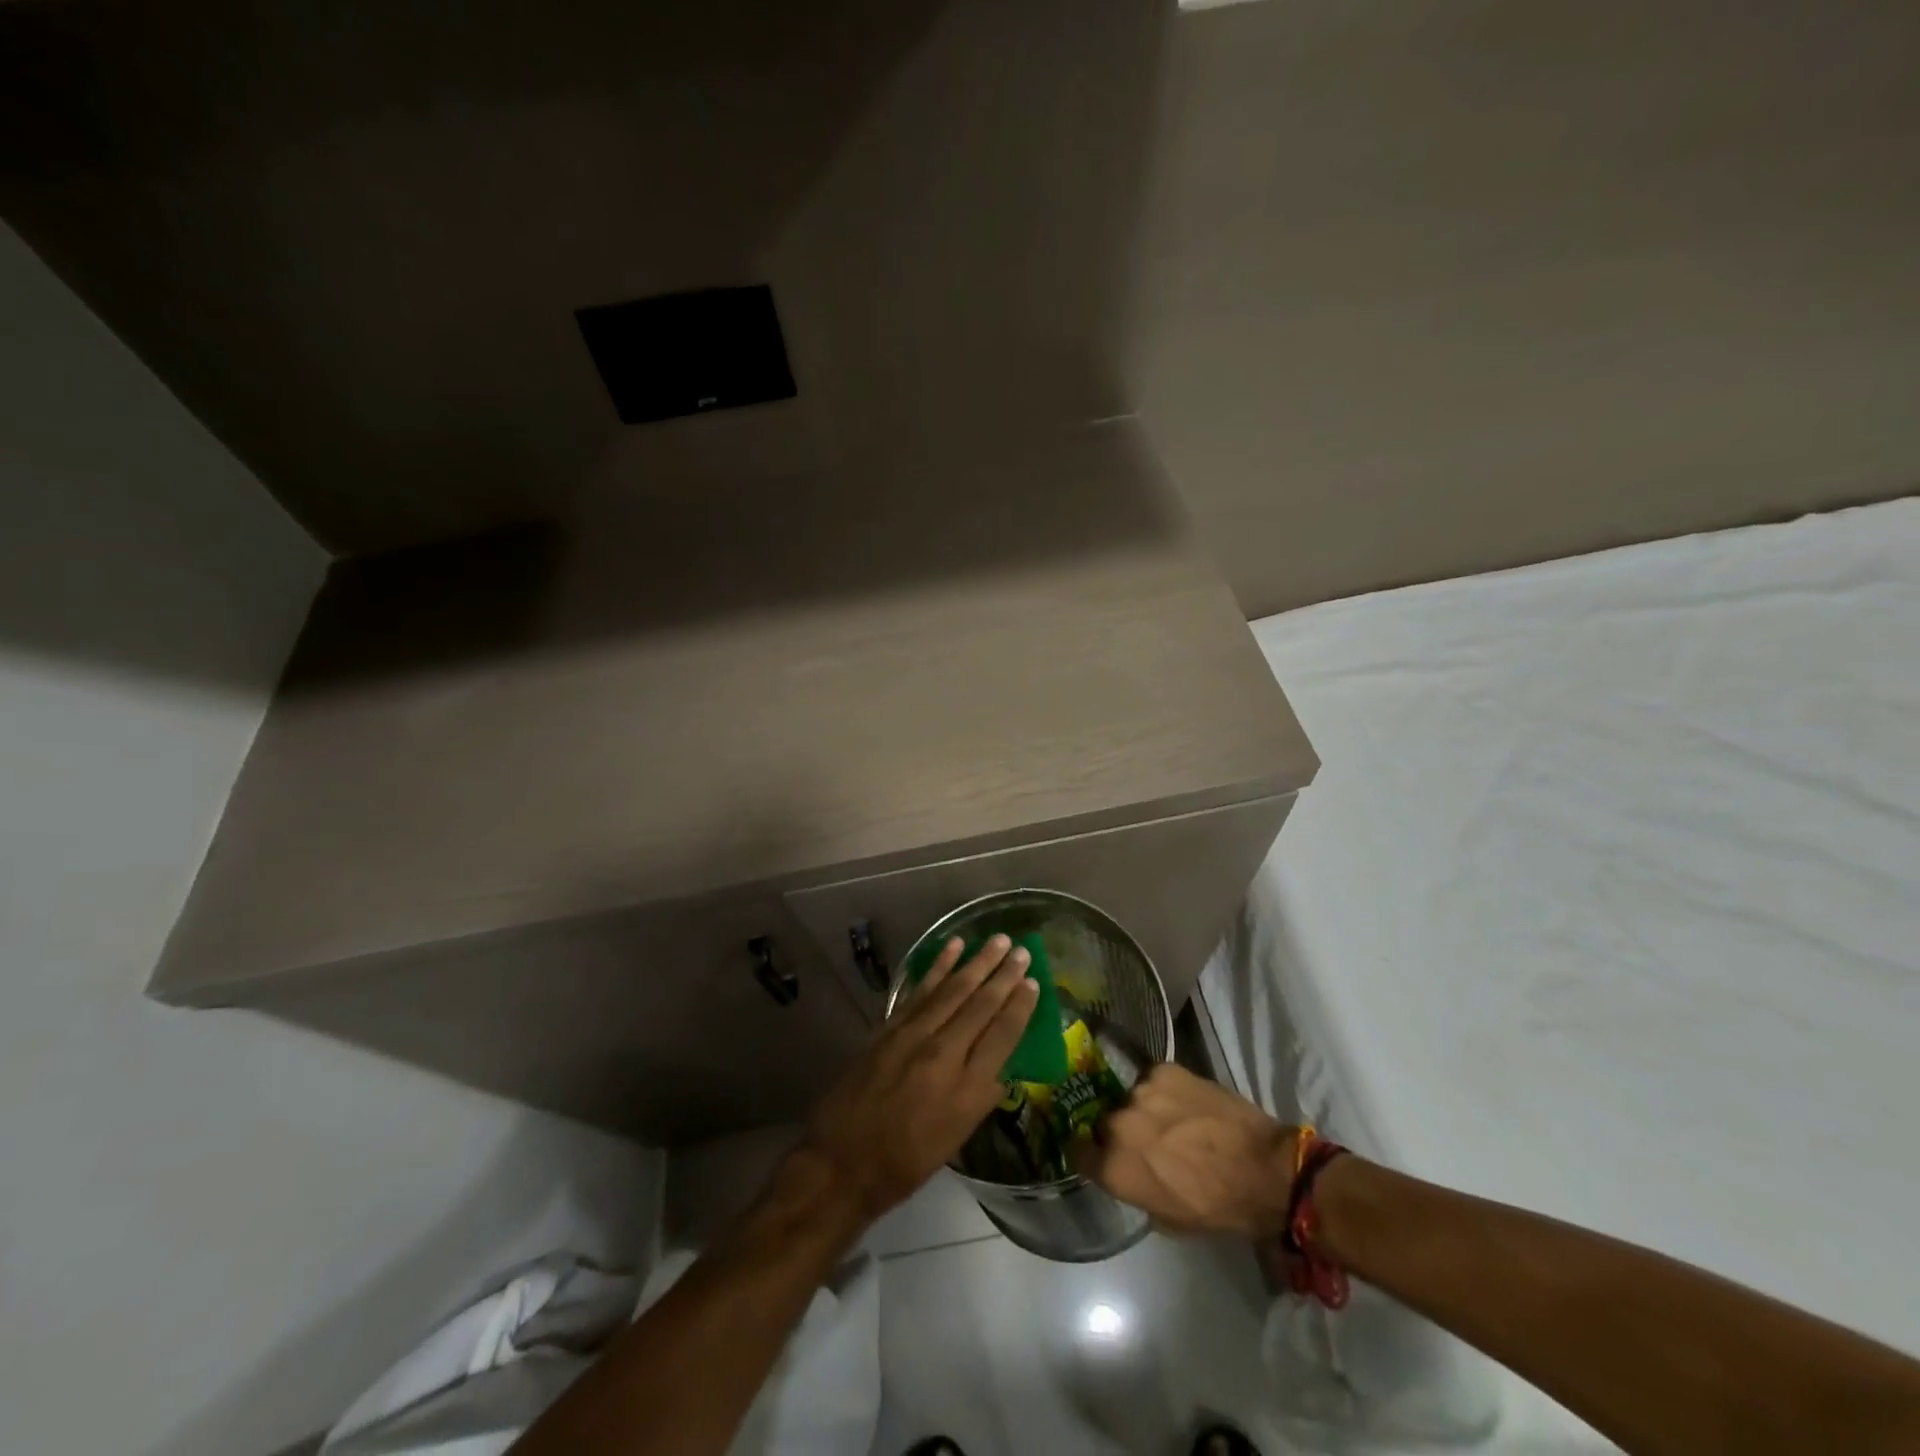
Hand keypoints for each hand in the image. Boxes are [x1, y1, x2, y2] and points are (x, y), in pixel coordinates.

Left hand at [800, 934, 1038, 1224]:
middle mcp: (943, 1054)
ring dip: (977, 962)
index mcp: (966, 1089)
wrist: (841, 1162)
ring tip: (998, 940)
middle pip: (980, 1005)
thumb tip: (1002, 1066)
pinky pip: (920, 989)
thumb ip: (981, 1097)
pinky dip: (938, 966)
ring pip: (953, 989)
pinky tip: (953, 947)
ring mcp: (913, 1036)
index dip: (1020, 1006)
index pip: (1002, 1035)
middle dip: (1004, 975)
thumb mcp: (955, 1140)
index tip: (1034, 982)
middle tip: (1022, 950)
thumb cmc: (905, 1163)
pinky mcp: (889, 1027)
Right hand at [1075, 1063, 1299, 1237]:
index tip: (1096, 1152)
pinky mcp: (1164, 1069)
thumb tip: (1128, 1170)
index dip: (1086, 1151)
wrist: (1264, 1170)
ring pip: (1130, 1097)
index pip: (1075, 1150)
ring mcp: (1140, 1091)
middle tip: (1145, 1139)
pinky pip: (1152, 1079)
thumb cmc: (1217, 1208)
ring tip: (1170, 1119)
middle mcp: (1117, 1123)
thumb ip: (1134, 1189)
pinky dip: (1164, 1090)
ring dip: (1143, 1108)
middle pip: (1104, 1121)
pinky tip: (1185, 1102)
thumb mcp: (1167, 1219)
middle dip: (1119, 1130)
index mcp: (1114, 1166)